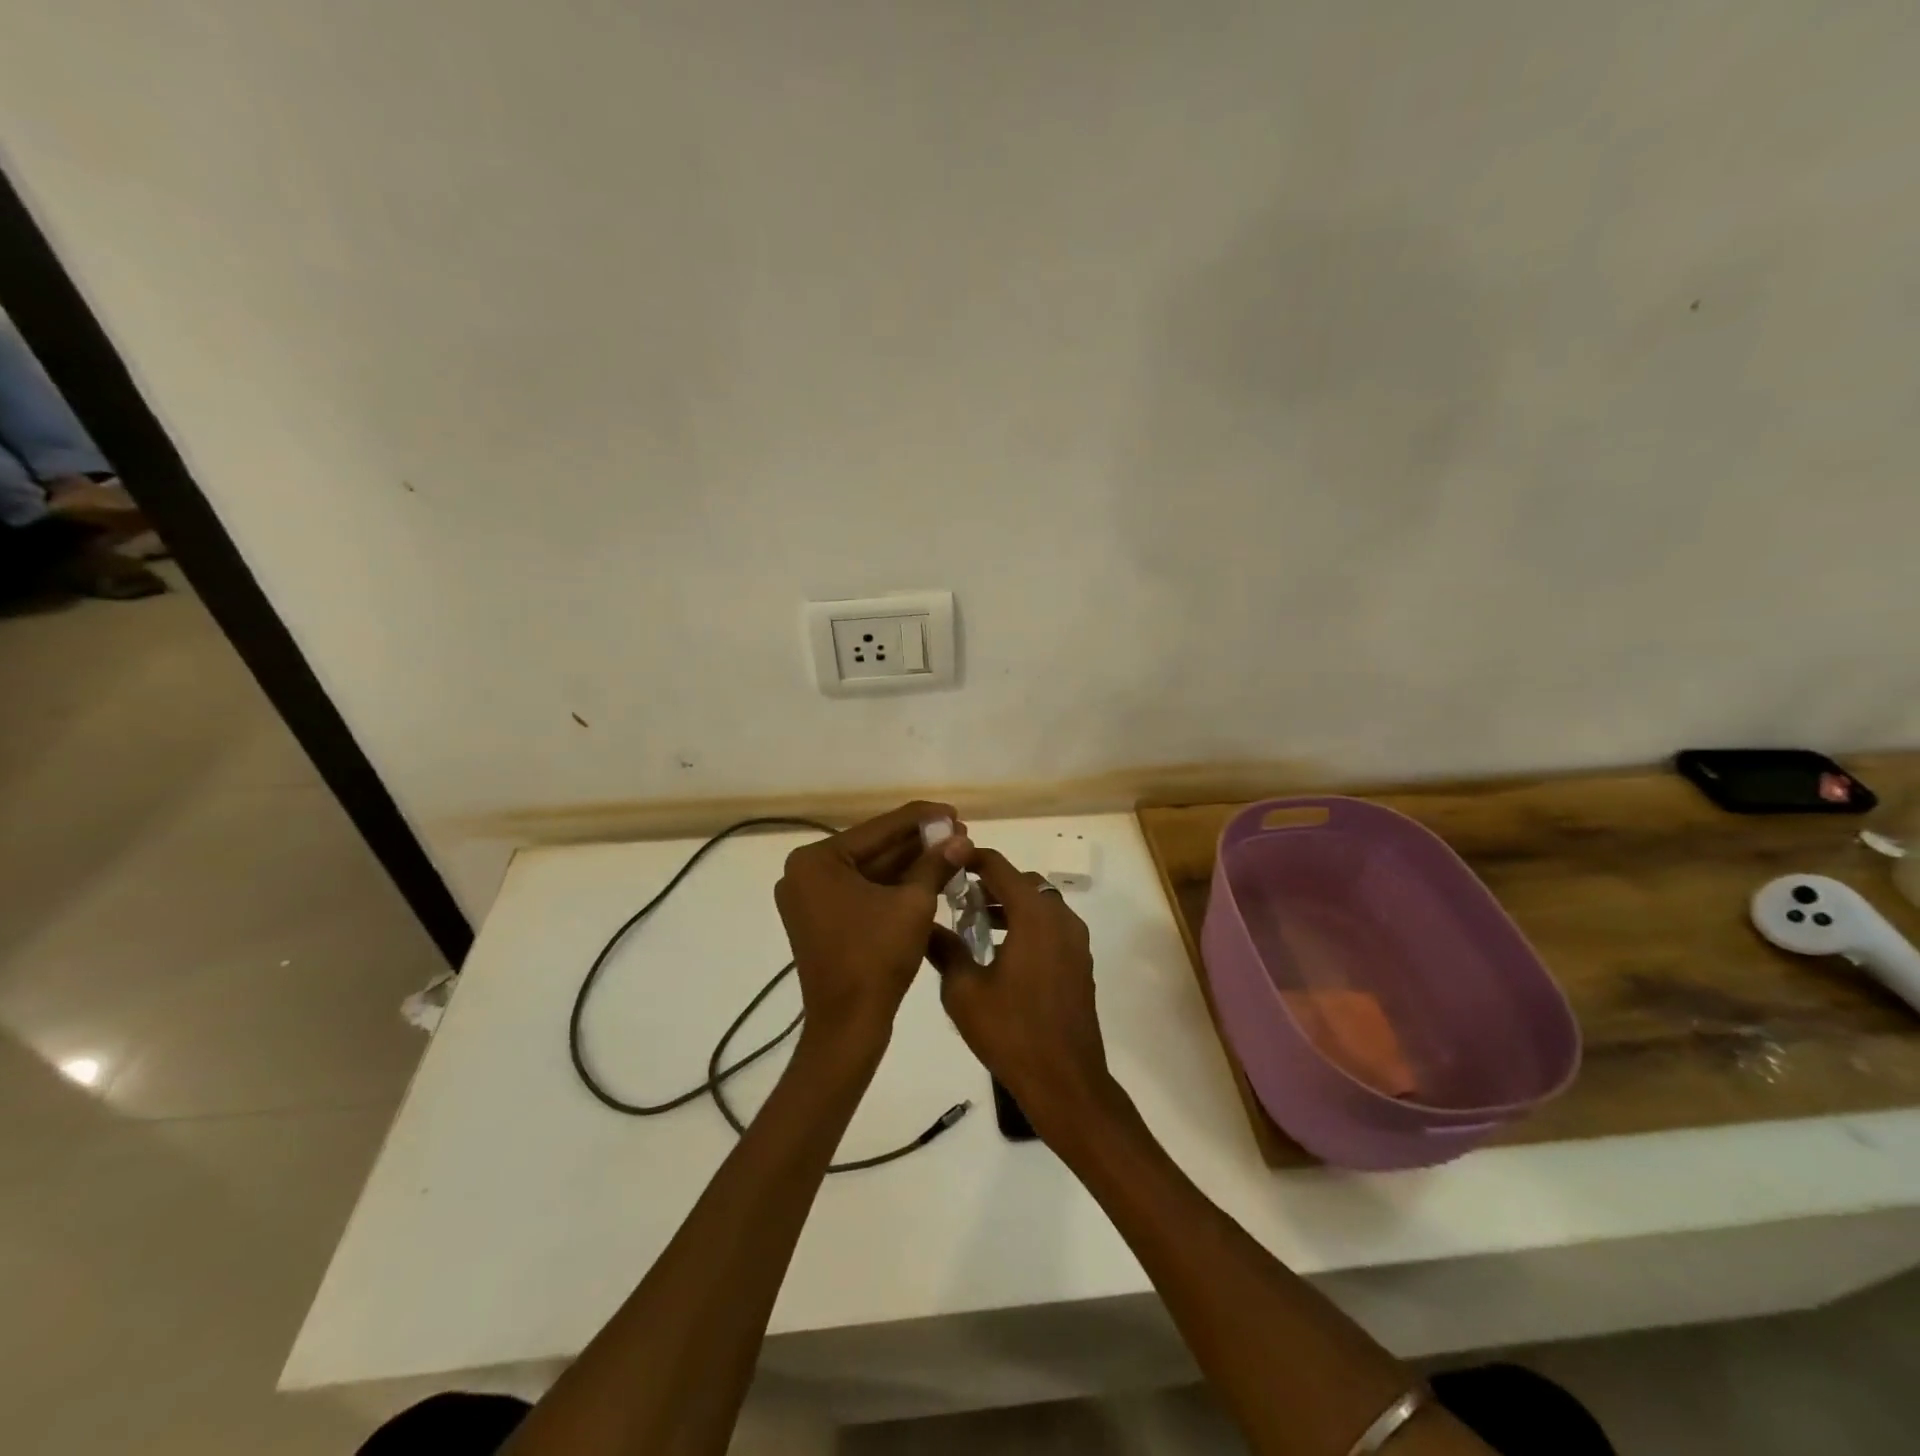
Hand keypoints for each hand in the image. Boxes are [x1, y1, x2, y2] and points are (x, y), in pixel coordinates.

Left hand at [775, 802, 972, 1050]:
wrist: (848, 1025)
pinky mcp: (821, 919)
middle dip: (918, 842)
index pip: (879, 828)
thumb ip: (935, 864)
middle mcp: (805, 872)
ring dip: (910, 863)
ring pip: (870, 870)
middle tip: (959, 832)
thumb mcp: (913, 903)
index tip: (955, 812)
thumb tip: (961, 838)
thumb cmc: (876, 957)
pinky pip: (862, 891)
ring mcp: (810, 897)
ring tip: (952, 850)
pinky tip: (929, 874)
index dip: (922, 818)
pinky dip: (893, 885)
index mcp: (816, 860)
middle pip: (873, 848)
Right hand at [929, 848, 1113, 1128]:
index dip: (971, 859)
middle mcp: (1060, 918)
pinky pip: (1051, 926)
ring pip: (1039, 904)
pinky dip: (1026, 924)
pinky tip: (1001, 951)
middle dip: (990, 883)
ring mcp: (1075, 940)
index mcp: (1034, 915)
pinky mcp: (1080, 962)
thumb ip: (943, 949)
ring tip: (974, 923)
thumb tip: (923, 925)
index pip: (999, 867)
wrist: (1066, 1082)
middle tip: (957, 896)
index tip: (947, 863)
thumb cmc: (1011, 1032)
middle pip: (1022, 882)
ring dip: (1009, 905)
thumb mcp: (963, 991)